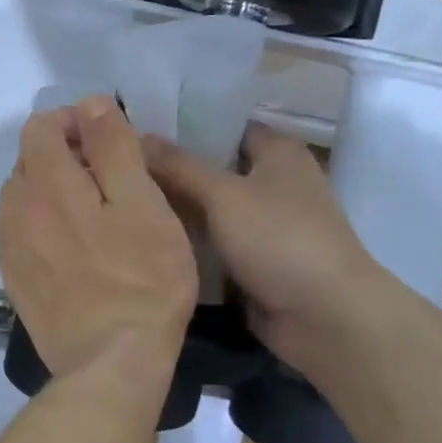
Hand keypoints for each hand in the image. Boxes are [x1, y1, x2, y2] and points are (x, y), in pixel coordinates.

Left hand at [0, 98, 197, 379]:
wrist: (111, 363)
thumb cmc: (142, 280)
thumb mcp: (143, 204)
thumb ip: (113, 148)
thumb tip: (90, 104)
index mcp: (46, 184)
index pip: (40, 127)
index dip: (73, 122)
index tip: (108, 141)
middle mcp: (16, 211)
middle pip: (28, 161)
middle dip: (63, 155)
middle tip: (107, 179)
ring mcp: (12, 249)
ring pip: (23, 198)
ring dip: (51, 191)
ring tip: (92, 213)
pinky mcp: (16, 281)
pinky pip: (22, 234)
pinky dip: (43, 225)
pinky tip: (74, 248)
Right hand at [143, 124, 386, 380]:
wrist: (325, 316)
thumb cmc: (280, 239)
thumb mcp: (224, 195)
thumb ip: (179, 167)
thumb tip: (138, 136)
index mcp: (278, 152)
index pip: (225, 126)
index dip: (185, 125)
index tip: (137, 128)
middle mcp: (274, 182)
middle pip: (214, 169)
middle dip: (172, 171)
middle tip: (116, 167)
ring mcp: (266, 225)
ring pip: (211, 210)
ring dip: (177, 211)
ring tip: (120, 199)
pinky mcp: (256, 262)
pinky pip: (215, 245)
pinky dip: (190, 244)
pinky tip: (145, 239)